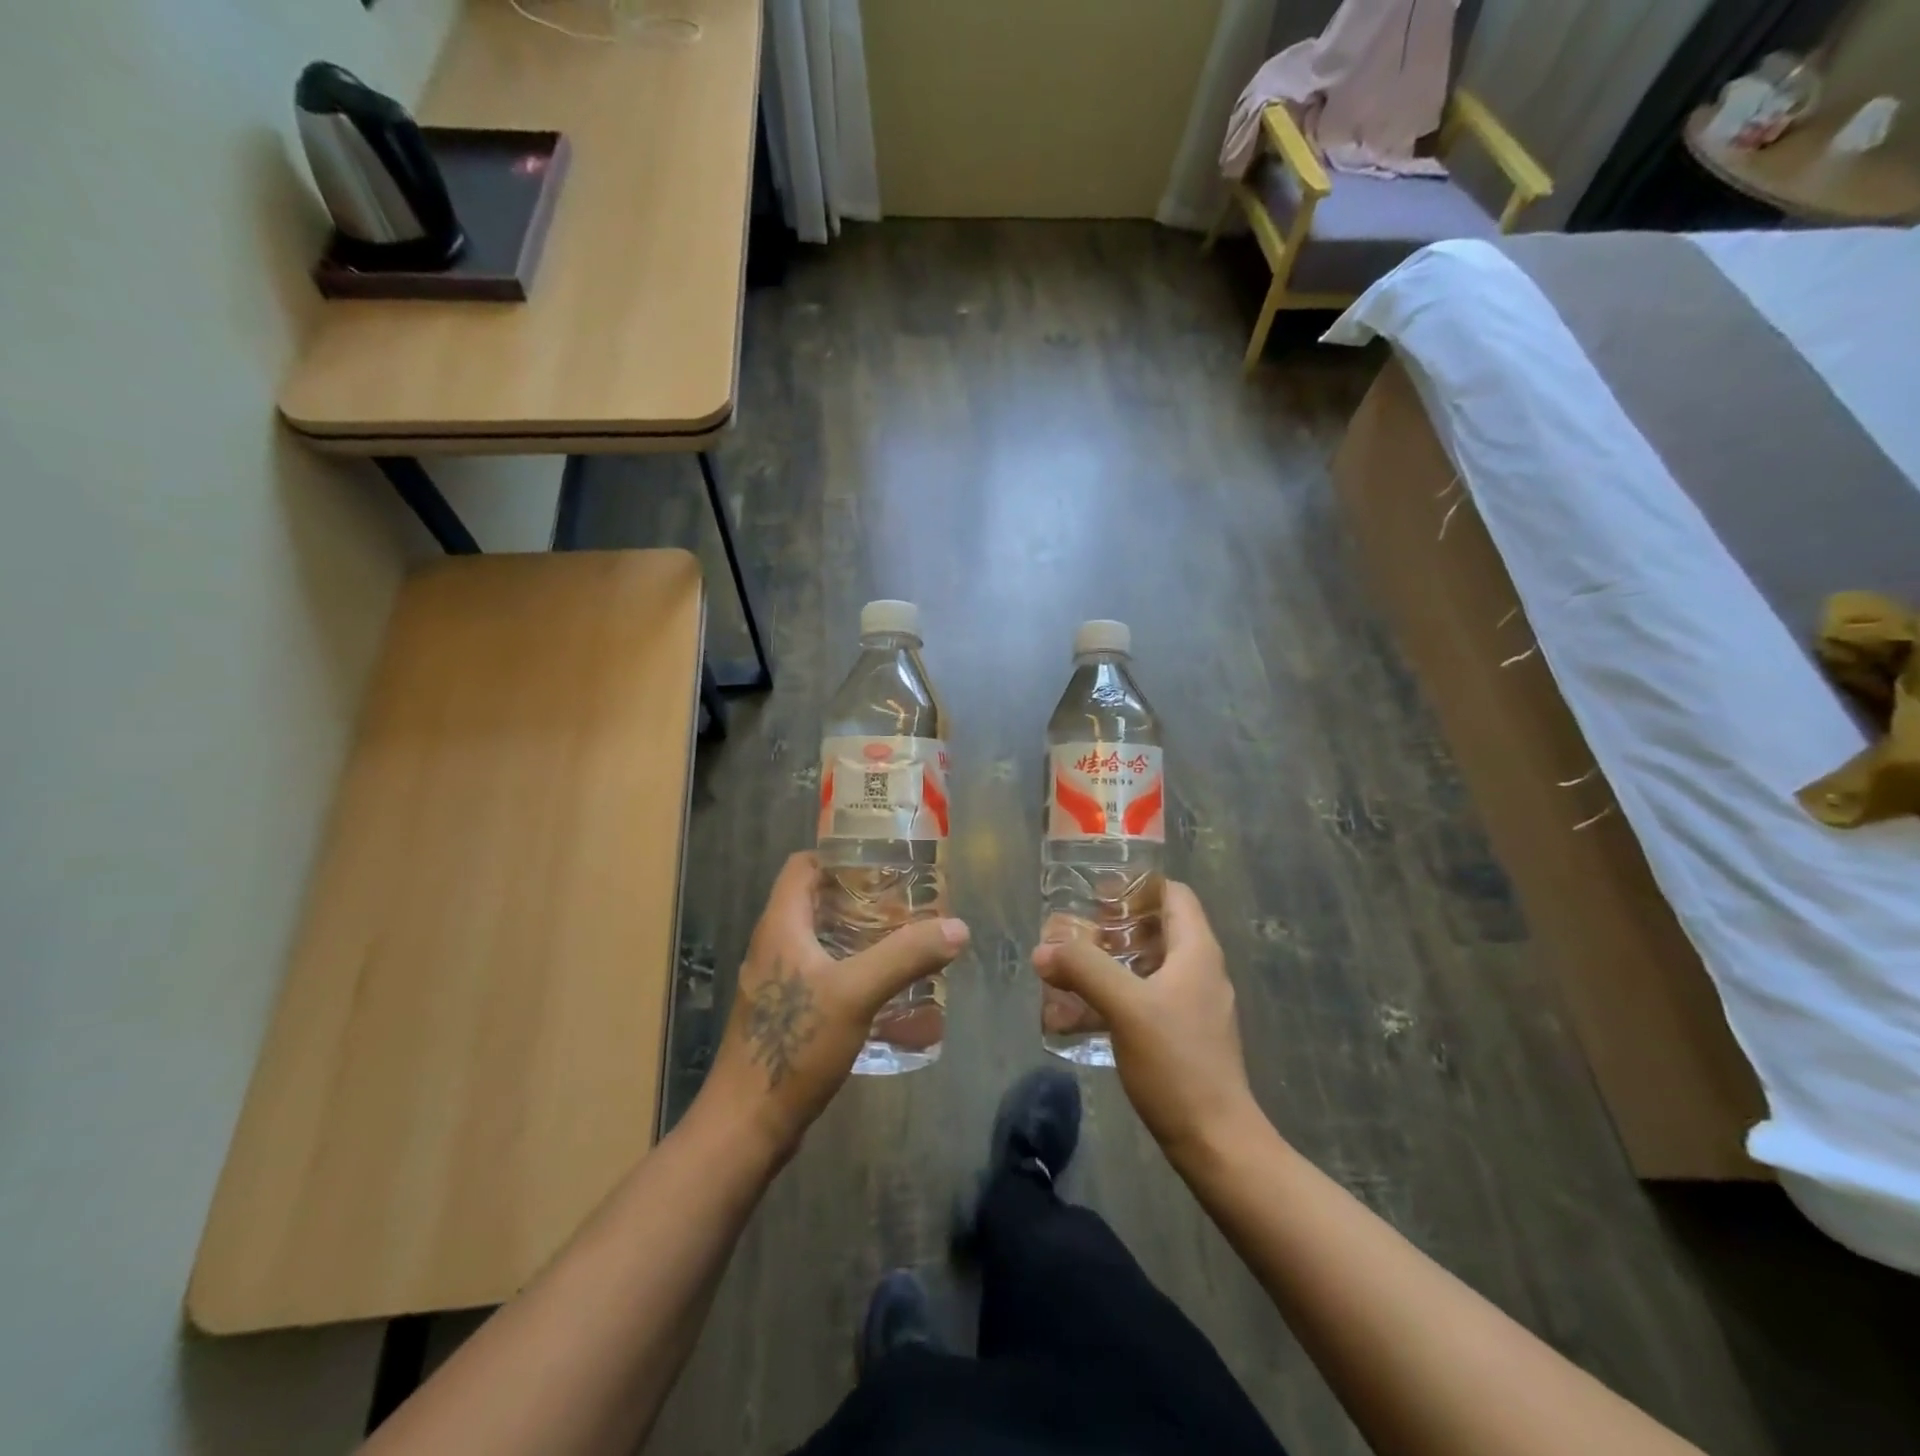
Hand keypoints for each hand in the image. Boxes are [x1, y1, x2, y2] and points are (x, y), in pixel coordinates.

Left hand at [696, 852, 969, 1161]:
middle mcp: (773, 945)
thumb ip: (905, 956)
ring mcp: (775, 982)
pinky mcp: (782, 1013)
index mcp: (780, 925)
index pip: (803, 866)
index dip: (839, 855)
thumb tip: (958, 927)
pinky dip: (849, 966)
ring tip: (902, 937)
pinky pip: (819, 971)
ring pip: (818, 938)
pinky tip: (881, 985)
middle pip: (815, 900)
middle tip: (905, 900)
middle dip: (859, 895)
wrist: (747, 1125)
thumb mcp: (855, 994)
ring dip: (856, 933)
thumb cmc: (794, 1046)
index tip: (883, 861)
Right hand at [1032, 882, 1258, 1162]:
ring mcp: (1192, 1005)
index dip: (1137, 886)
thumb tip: (1043, 950)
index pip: (1173, 894)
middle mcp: (1199, 970)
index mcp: (1196, 952)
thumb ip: (1083, 970)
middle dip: (1113, 926)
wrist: (1216, 1142)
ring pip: (1147, 965)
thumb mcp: (1126, 1007)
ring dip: (1109, 961)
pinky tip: (1082, 1011)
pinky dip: (1115, 994)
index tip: (1096, 891)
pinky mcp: (1182, 1035)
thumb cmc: (1177, 1064)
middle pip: (1156, 928)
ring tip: (1069, 968)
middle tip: (1072, 930)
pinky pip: (1145, 998)